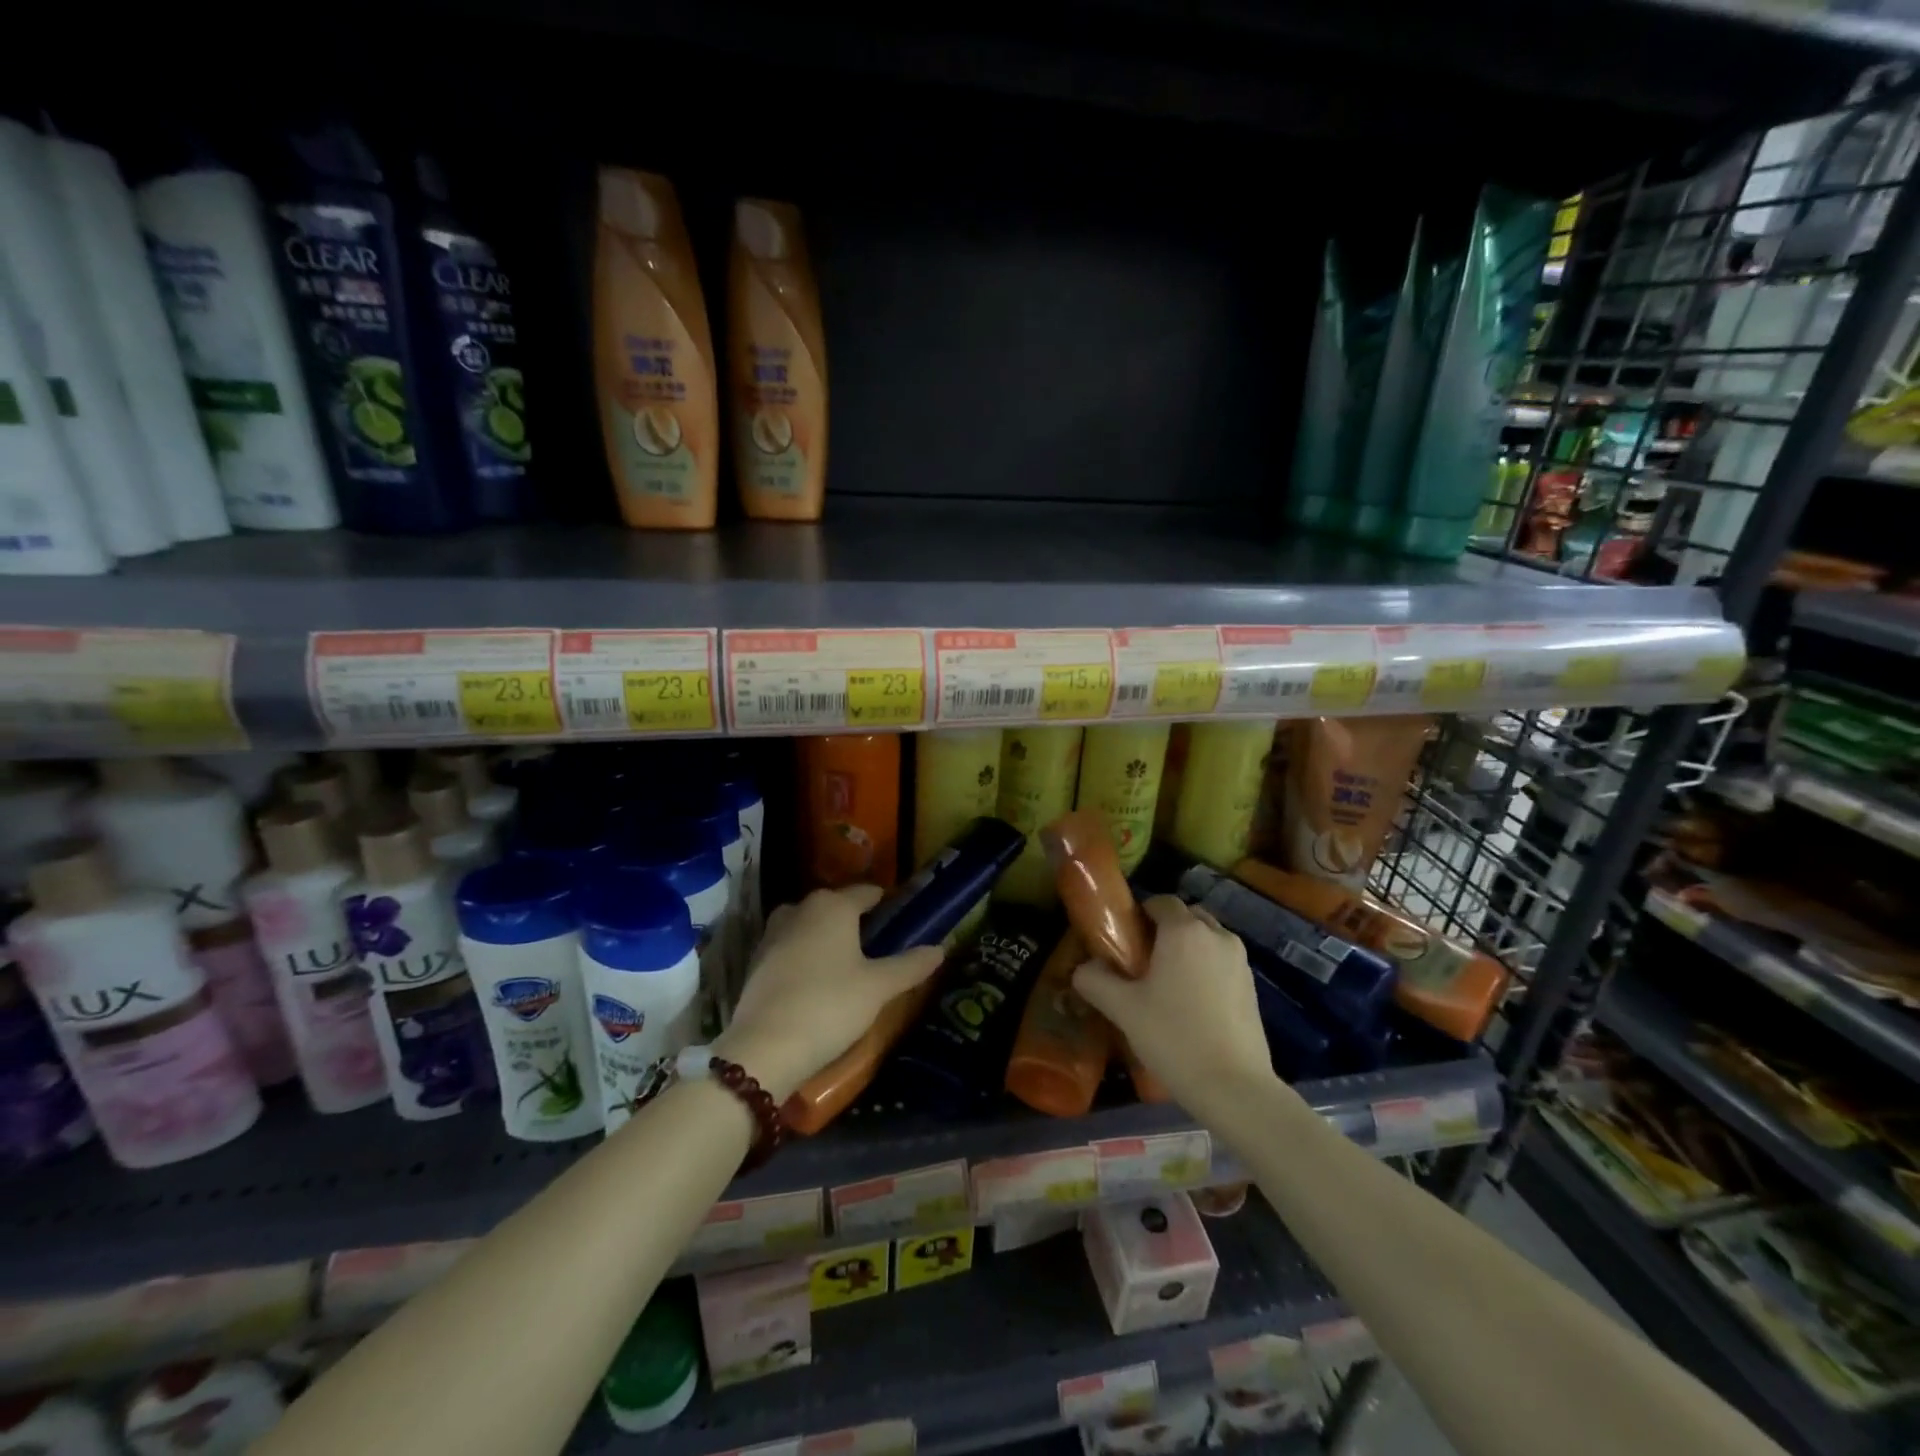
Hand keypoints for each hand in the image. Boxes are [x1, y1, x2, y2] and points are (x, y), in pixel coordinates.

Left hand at [713, 885, 943, 1101]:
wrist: (765, 1047)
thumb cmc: (830, 1005)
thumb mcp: (878, 987)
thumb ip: (910, 965)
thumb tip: (940, 948)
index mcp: (833, 906)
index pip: (866, 892)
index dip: (884, 902)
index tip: (899, 915)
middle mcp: (800, 908)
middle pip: (835, 906)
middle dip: (854, 920)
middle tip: (877, 943)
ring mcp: (773, 933)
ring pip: (809, 925)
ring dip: (826, 937)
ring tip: (847, 962)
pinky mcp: (756, 961)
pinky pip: (790, 947)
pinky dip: (805, 955)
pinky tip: (816, 980)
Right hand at [1071, 895, 1273, 1112]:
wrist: (1235, 1088)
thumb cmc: (1174, 1038)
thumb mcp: (1123, 1009)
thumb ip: (1095, 980)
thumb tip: (1083, 968)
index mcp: (1184, 930)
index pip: (1160, 902)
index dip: (1139, 915)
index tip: (1123, 940)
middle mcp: (1216, 935)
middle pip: (1186, 917)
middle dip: (1165, 931)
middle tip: (1142, 962)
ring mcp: (1240, 961)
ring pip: (1207, 940)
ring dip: (1187, 950)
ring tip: (1167, 985)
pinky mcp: (1253, 987)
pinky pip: (1222, 963)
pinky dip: (1206, 970)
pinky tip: (1192, 1005)